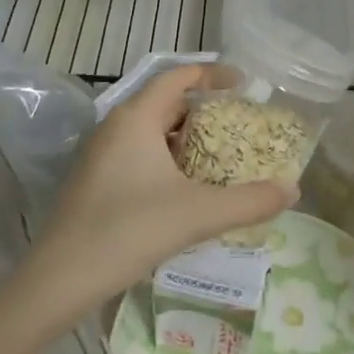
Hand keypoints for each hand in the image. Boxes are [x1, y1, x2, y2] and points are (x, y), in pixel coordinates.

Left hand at [21, 65, 295, 318]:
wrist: (60, 279)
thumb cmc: (129, 231)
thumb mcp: (197, 214)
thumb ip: (248, 201)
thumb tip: (293, 191)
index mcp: (136, 118)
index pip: (178, 76)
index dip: (213, 75)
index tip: (245, 85)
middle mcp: (116, 126)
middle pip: (166, 102)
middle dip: (205, 111)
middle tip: (240, 126)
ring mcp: (101, 154)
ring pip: (152, 131)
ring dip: (186, 138)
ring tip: (220, 157)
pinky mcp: (95, 180)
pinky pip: (139, 153)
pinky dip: (168, 158)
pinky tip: (186, 188)